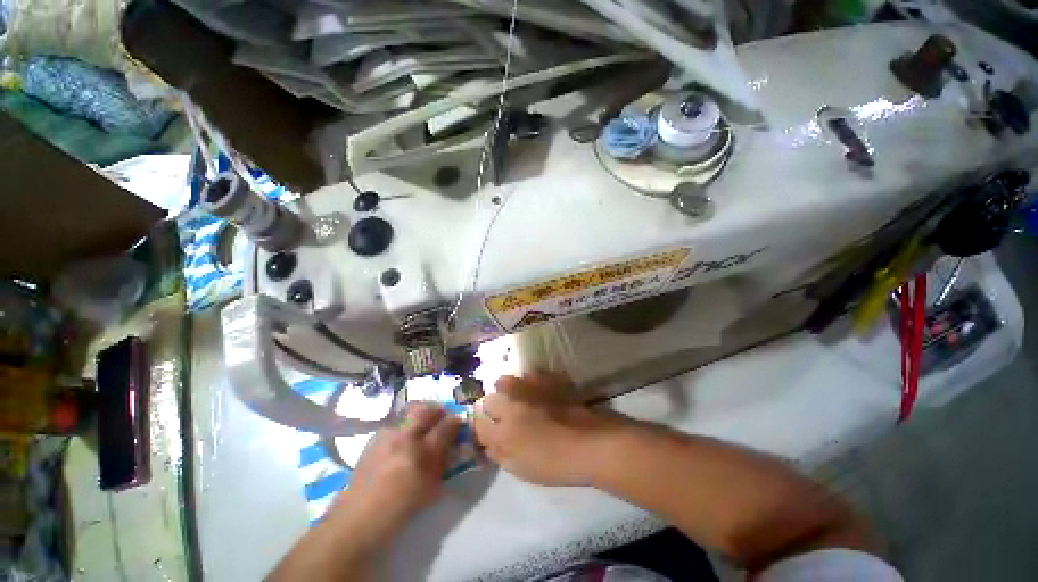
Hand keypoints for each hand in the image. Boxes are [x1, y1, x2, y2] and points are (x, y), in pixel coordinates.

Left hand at [332, 403, 461, 543]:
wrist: (356, 519)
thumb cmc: (399, 510)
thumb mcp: (431, 490)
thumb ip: (443, 463)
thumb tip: (452, 444)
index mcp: (421, 454)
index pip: (446, 426)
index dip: (455, 422)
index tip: (458, 423)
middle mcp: (404, 438)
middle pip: (426, 409)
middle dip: (437, 409)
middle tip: (441, 417)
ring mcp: (387, 435)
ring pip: (409, 412)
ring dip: (421, 415)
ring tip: (422, 427)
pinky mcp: (375, 437)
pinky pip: (396, 423)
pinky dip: (405, 426)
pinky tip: (403, 441)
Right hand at [473, 374, 620, 485]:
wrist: (591, 443)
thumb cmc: (556, 464)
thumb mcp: (522, 469)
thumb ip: (500, 455)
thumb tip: (488, 444)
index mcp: (503, 431)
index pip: (478, 424)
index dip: (481, 429)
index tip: (488, 434)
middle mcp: (511, 404)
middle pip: (488, 400)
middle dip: (491, 409)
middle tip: (504, 419)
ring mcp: (528, 388)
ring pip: (504, 382)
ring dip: (506, 392)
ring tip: (518, 401)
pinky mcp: (544, 380)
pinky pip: (527, 376)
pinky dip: (527, 383)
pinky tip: (537, 393)